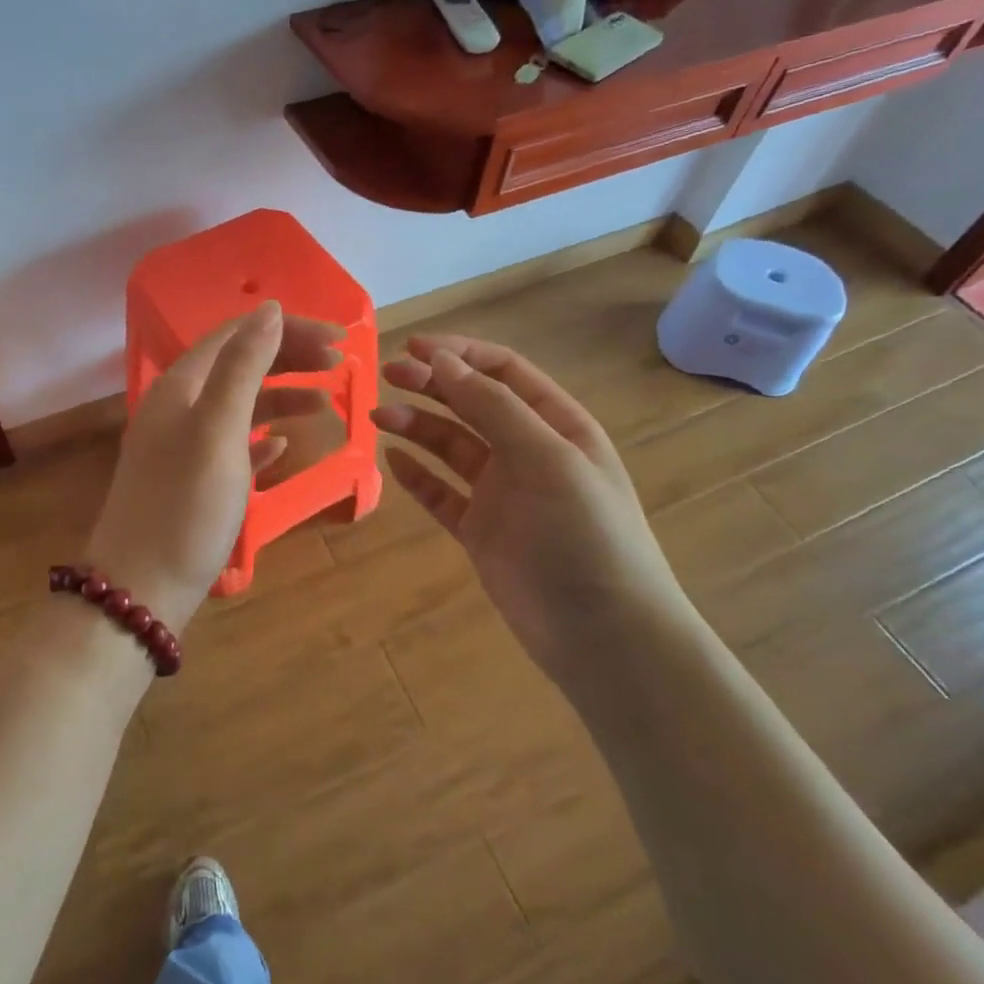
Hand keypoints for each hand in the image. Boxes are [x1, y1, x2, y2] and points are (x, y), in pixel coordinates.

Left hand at [86, 302, 340, 632]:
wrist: (140, 589)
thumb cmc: (185, 505)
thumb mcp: (218, 429)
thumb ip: (243, 367)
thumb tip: (268, 309)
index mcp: (181, 385)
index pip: (238, 334)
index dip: (288, 329)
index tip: (339, 339)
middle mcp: (178, 406)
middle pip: (239, 365)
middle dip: (290, 359)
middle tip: (341, 367)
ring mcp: (183, 445)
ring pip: (240, 405)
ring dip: (282, 398)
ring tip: (326, 408)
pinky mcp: (192, 481)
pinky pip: (233, 445)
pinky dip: (261, 438)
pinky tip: (283, 447)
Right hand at [371, 335, 692, 676]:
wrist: (604, 635)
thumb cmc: (585, 535)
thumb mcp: (547, 458)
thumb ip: (493, 406)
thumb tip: (442, 361)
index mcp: (556, 424)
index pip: (503, 371)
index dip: (459, 354)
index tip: (412, 348)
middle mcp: (528, 451)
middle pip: (472, 403)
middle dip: (431, 384)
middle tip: (386, 377)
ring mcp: (503, 492)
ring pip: (451, 446)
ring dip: (417, 426)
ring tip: (379, 417)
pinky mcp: (481, 531)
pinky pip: (441, 494)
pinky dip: (417, 476)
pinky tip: (392, 461)